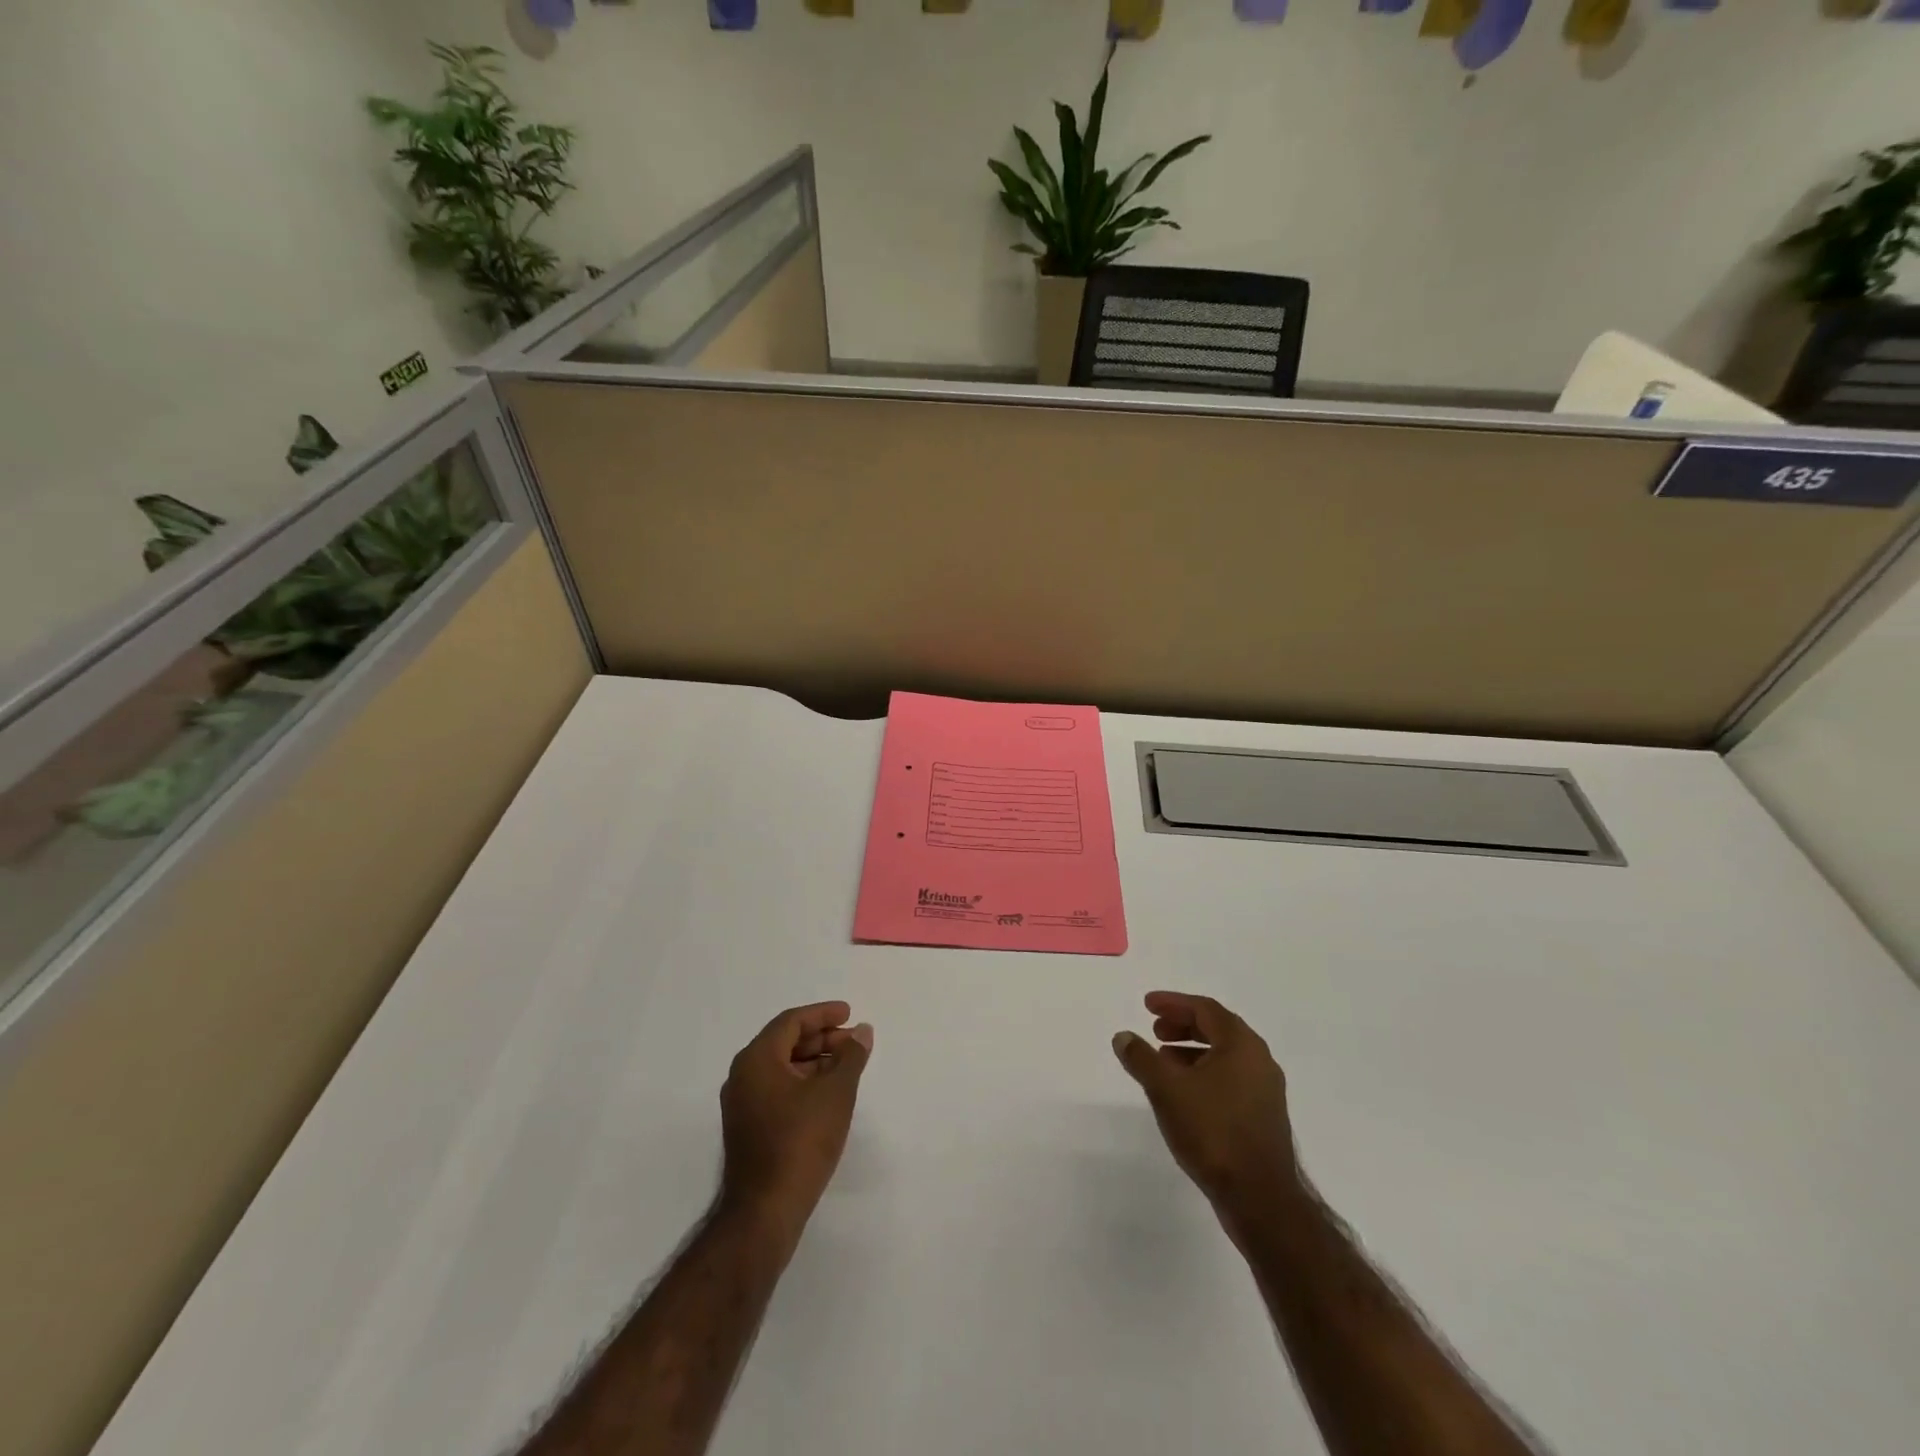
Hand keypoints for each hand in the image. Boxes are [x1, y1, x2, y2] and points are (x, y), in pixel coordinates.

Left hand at [720, 1001, 872, 1236]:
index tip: (849, 1014)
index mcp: (757, 1059)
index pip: (791, 1022)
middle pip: (784, 1042)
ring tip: (846, 1067)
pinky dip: (803, 1083)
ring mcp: (742, 1104)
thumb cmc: (801, 1141)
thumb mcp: (835, 1093)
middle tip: (853, 1041)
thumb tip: (861, 1032)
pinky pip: (777, 1089)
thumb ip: (851, 1057)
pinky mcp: (748, 1128)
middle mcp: (743, 1076)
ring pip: (781, 1067)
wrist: (765, 1211)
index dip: (822, 1014)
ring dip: (814, 1061)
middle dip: (821, 1038)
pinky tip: (827, 1095)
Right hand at [1113, 991, 1303, 1226]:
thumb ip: (1141, 1058)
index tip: (1147, 1005)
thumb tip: (1123, 1036)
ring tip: (1162, 1063)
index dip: (1173, 1003)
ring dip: (1191, 1052)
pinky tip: (1184, 1095)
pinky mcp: (1264, 1117)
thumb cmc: (1213, 1131)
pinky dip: (1204, 1074)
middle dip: (1183, 1026)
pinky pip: (1230, 1080)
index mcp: (1242, 1045)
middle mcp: (1259, 1061)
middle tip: (1154, 1031)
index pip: (1205, 1009)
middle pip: (1217, 1029)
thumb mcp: (1166, 1089)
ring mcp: (1265, 1091)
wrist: (1260, 1198)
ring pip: (1224, 1057)